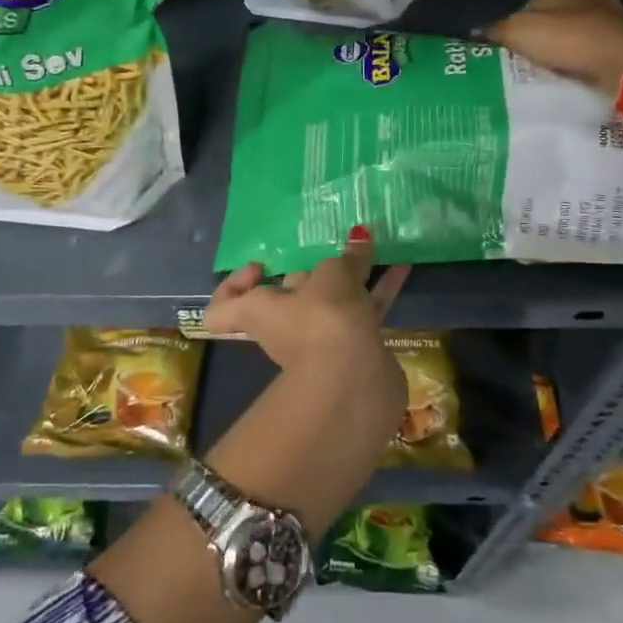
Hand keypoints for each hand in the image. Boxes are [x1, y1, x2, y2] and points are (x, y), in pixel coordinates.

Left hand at [205, 227, 409, 379]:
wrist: (353, 384)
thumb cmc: (323, 320)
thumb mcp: (333, 276)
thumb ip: (347, 258)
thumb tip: (360, 239)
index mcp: (259, 310)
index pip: (222, 310)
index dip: (233, 286)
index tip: (261, 266)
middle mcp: (283, 327)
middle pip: (290, 296)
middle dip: (313, 272)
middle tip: (334, 247)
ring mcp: (319, 341)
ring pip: (331, 303)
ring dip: (351, 278)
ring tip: (371, 248)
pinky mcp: (353, 349)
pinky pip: (362, 311)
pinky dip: (378, 291)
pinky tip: (401, 267)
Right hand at [482, 0, 622, 93]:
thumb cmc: (567, 38)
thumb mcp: (517, 33)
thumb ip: (495, 32)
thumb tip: (474, 34)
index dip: (520, 20)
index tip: (513, 45)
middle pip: (560, 14)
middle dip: (548, 33)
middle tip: (531, 60)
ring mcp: (615, 14)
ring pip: (584, 30)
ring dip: (572, 47)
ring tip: (556, 72)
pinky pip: (603, 48)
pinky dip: (593, 58)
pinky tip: (584, 75)